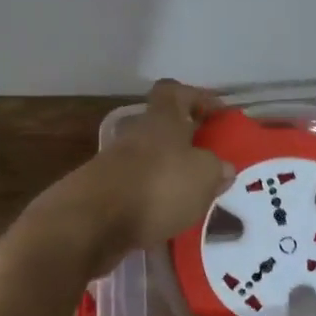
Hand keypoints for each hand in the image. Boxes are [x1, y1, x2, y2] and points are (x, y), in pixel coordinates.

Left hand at [43, 80, 234, 270]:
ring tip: (194, 197)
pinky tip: (169, 218)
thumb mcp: (203, 176)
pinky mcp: (104, 195)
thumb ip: (216, 169)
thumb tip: (223, 168)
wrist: (92, 223)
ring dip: (170, 174)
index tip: (216, 114)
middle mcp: (137, 135)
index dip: (196, 97)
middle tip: (211, 163)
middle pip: (163, 128)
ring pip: (151, 161)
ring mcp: (116, 165)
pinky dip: (153, 201)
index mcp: (162, 120)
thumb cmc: (157, 187)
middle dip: (186, 143)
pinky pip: (138, 190)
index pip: (175, 92)